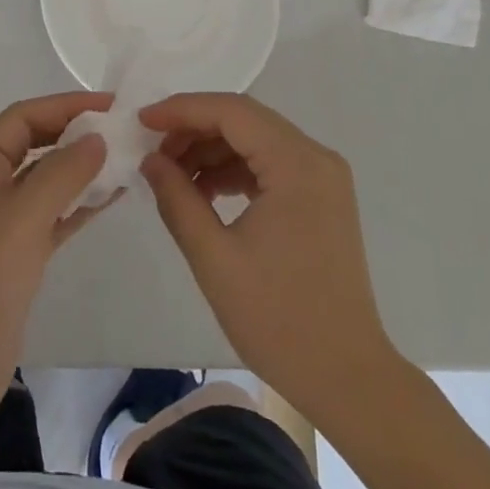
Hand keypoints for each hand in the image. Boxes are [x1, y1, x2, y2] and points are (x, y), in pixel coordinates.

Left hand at [0, 93, 113, 438]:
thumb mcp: (20, 221)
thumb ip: (61, 174)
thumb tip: (97, 138)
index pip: (22, 118)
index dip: (65, 106)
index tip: (111, 105)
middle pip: (34, 145)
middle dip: (75, 135)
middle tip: (124, 133)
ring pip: (45, 181)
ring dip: (81, 169)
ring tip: (126, 161)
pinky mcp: (13, 256)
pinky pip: (50, 216)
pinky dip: (77, 204)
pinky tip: (110, 198)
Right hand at [139, 92, 394, 420]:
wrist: (348, 379)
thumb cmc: (279, 320)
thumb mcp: (214, 258)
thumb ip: (178, 199)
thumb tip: (151, 160)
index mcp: (297, 164)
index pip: (232, 111)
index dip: (182, 110)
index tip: (141, 121)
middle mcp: (316, 157)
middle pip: (245, 119)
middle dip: (194, 128)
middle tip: (153, 151)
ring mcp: (323, 176)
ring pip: (256, 139)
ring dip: (212, 149)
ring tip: (172, 175)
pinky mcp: (321, 197)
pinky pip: (270, 163)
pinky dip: (234, 169)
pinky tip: (204, 192)